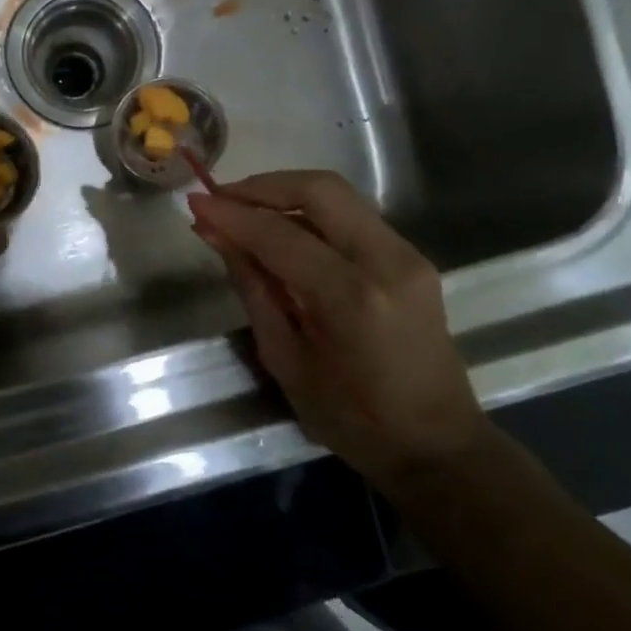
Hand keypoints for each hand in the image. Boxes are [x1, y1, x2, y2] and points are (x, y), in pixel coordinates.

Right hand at [189, 171, 492, 485]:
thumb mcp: (287, 360)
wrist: (436, 445)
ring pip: (339, 196)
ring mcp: (407, 255)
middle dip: (263, 186)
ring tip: (243, 210)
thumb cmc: (352, 420)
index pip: (280, 235)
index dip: (233, 215)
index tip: (194, 202)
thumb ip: (254, 289)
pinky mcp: (412, 259)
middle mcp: (387, 260)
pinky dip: (311, 213)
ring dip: (286, 194)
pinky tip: (281, 231)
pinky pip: (352, 218)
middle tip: (222, 197)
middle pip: (320, 189)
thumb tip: (219, 237)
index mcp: (352, 297)